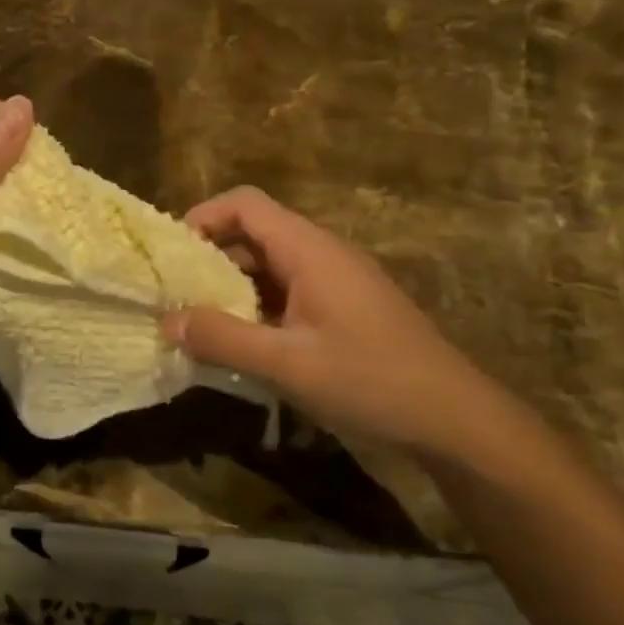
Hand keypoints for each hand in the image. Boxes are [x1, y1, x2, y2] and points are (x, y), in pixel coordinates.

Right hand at [163, 187, 503, 459]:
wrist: (456, 420)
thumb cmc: (371, 381)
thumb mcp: (287, 364)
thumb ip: (223, 339)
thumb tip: (168, 322)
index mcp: (309, 250)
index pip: (245, 204)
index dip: (203, 217)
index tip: (171, 255)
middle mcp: (322, 254)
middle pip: (254, 233)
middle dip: (210, 259)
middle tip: (176, 296)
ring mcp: (337, 282)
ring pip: (270, 267)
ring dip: (233, 288)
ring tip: (201, 324)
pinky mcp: (345, 309)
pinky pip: (289, 293)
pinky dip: (258, 309)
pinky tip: (244, 345)